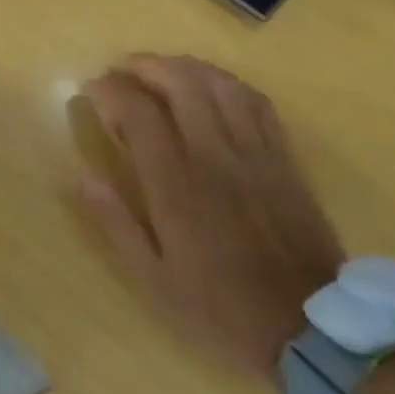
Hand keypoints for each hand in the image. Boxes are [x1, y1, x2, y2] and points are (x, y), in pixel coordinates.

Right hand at [77, 55, 344, 378]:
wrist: (309, 328)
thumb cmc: (219, 306)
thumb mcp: (153, 278)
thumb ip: (117, 224)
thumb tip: (86, 178)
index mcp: (176, 186)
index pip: (139, 113)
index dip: (110, 89)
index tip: (92, 88)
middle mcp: (215, 157)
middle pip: (182, 82)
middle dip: (146, 65)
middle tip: (123, 71)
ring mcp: (255, 154)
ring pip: (221, 84)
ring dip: (186, 67)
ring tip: (163, 71)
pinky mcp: (284, 160)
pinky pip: (257, 103)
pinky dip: (228, 84)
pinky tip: (212, 88)